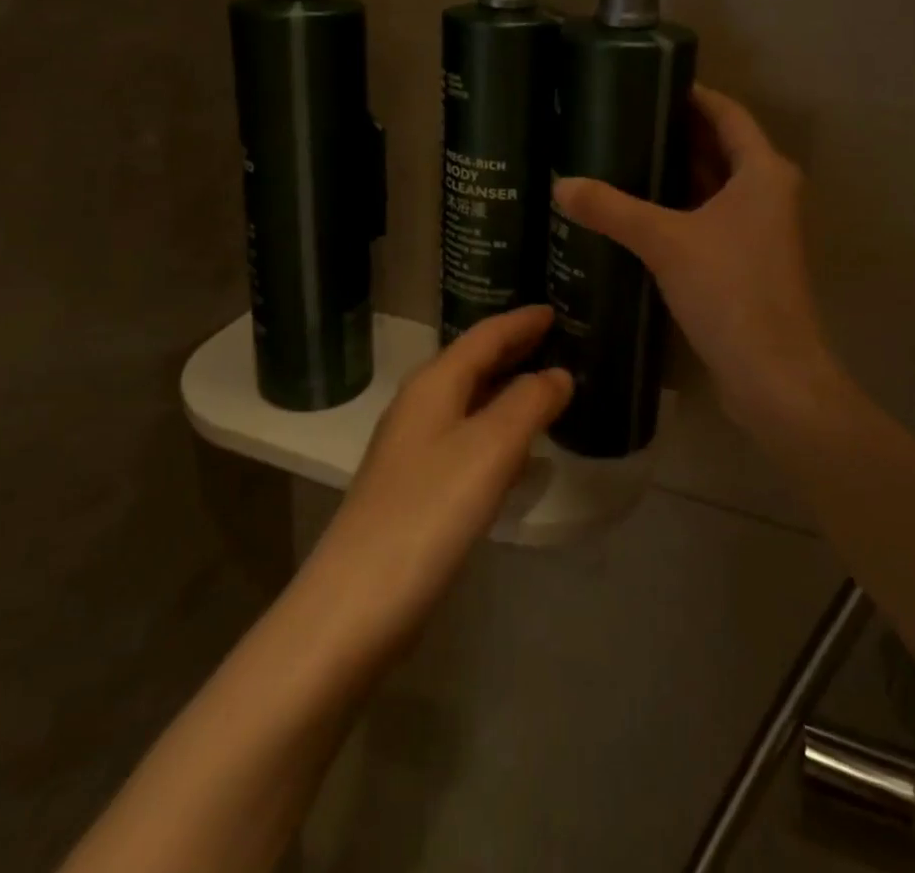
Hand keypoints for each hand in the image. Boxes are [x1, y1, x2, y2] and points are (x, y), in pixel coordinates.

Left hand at [295, 306, 571, 667]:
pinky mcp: (417, 489)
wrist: (356, 603)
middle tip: (558, 341)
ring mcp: (414, 449)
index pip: (484, 336)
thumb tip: (558, 375)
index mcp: (434, 385)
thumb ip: (528, 404)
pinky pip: (467, 441)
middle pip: (474, 364)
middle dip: (514, 350)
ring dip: (507, 391)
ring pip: (470, 403)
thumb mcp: (489, 449)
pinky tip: (520, 456)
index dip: (520, 322)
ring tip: (548, 390)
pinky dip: (498, 433)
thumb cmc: (428, 511)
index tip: (554, 309)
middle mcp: (420, 407)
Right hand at [553, 85, 831, 432]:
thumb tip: (560, 184)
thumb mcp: (665, 242)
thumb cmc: (730, 291)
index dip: (692, 94)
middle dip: (676, 132)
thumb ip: (612, 210)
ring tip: (624, 155)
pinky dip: (680, 206)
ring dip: (676, 171)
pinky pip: (710, 216)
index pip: (727, 113)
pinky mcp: (746, 259)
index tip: (650, 80)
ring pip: (714, 184)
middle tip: (623, 117)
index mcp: (763, 172)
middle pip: (721, 147)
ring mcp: (760, 228)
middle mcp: (768, 192)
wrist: (772, 373)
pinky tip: (640, 209)